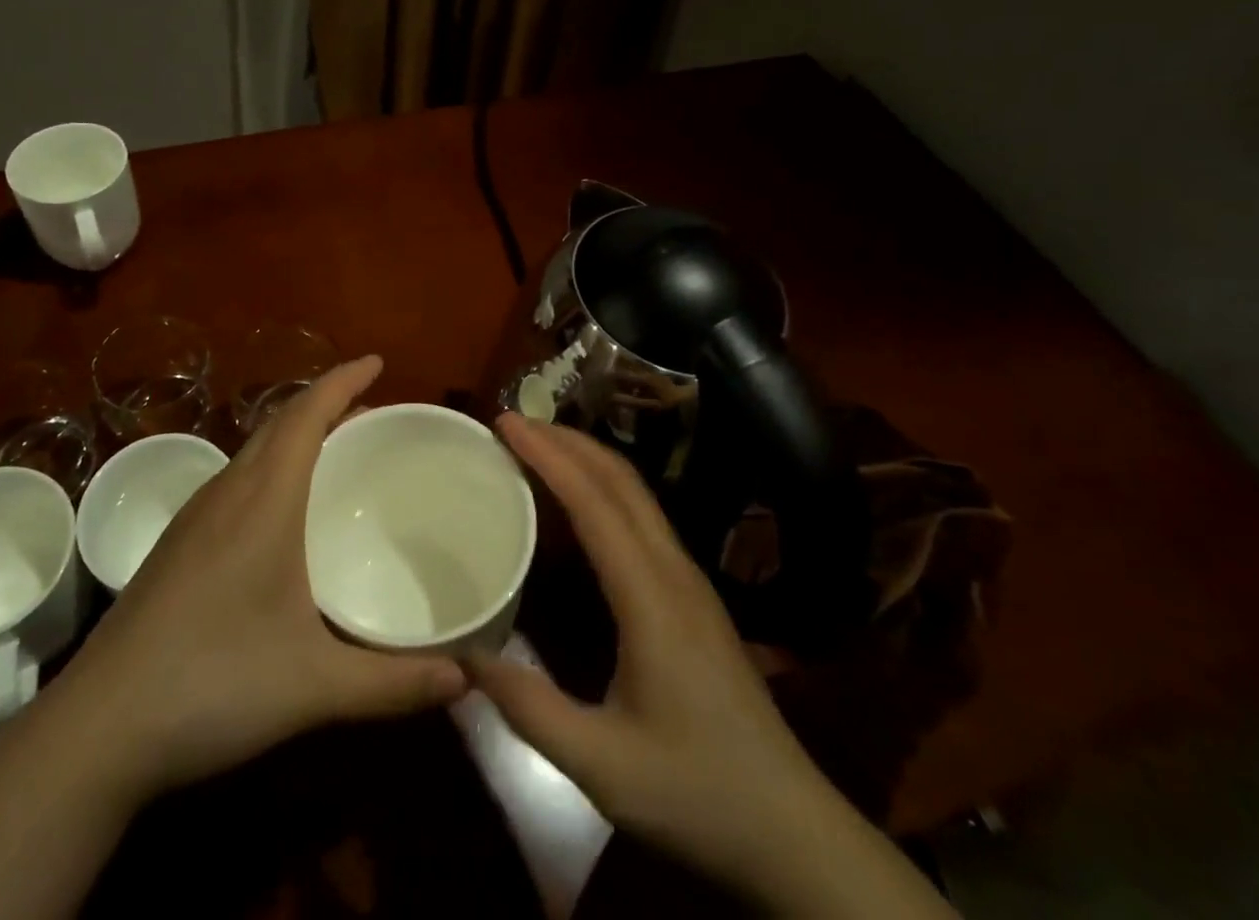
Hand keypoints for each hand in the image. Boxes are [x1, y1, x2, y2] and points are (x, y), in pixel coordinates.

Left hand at [54, 356, 467, 800]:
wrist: (98, 727)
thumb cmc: (212, 685)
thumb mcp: (314, 686)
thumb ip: (394, 683)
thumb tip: (466, 679)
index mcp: (263, 500)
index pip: (306, 415)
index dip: (342, 380)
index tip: (377, 362)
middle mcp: (227, 492)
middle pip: (279, 422)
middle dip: (325, 404)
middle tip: (371, 413)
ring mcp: (195, 517)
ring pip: (254, 449)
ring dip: (296, 434)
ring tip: (335, 452)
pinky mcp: (177, 544)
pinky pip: (236, 479)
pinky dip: (272, 467)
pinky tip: (283, 513)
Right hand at [469, 417, 953, 917]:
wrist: (794, 834)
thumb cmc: (697, 794)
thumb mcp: (602, 767)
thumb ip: (530, 709)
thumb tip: (464, 657)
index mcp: (651, 597)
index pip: (594, 502)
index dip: (549, 455)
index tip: (507, 423)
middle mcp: (673, 571)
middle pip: (621, 480)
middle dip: (568, 440)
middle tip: (513, 423)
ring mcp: (689, 581)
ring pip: (636, 494)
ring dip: (587, 458)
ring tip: (538, 446)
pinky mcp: (693, 597)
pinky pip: (642, 518)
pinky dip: (603, 488)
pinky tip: (578, 504)